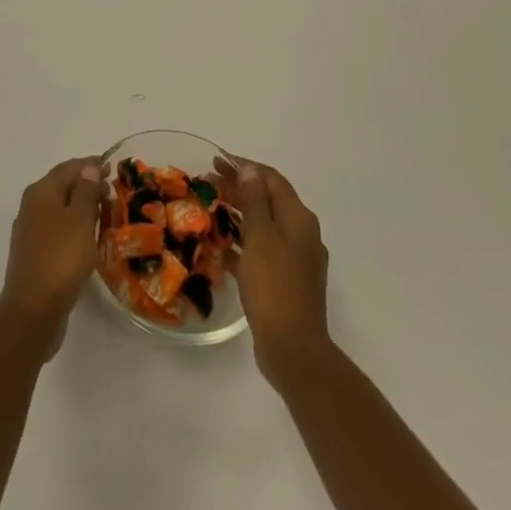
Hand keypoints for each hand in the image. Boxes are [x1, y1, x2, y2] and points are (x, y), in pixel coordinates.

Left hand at [0, 158, 101, 348]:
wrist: (32, 311)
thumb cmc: (60, 258)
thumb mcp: (80, 220)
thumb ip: (86, 191)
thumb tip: (89, 168)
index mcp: (41, 191)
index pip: (69, 168)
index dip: (91, 165)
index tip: (114, 167)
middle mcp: (32, 206)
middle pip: (63, 187)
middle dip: (88, 187)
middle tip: (114, 194)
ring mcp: (31, 231)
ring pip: (60, 210)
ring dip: (82, 209)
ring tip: (107, 216)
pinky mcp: (35, 255)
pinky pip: (58, 231)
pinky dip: (75, 229)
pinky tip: (89, 241)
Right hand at [217, 156, 331, 386]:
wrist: (293, 349)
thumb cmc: (274, 284)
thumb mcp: (260, 235)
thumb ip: (254, 200)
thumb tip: (251, 169)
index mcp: (299, 218)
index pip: (271, 179)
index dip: (244, 166)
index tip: (217, 160)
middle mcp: (302, 234)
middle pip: (268, 200)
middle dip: (240, 187)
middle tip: (209, 181)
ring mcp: (296, 260)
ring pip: (264, 226)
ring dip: (239, 214)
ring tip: (211, 208)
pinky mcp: (286, 283)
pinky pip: (262, 252)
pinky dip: (243, 243)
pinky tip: (221, 247)